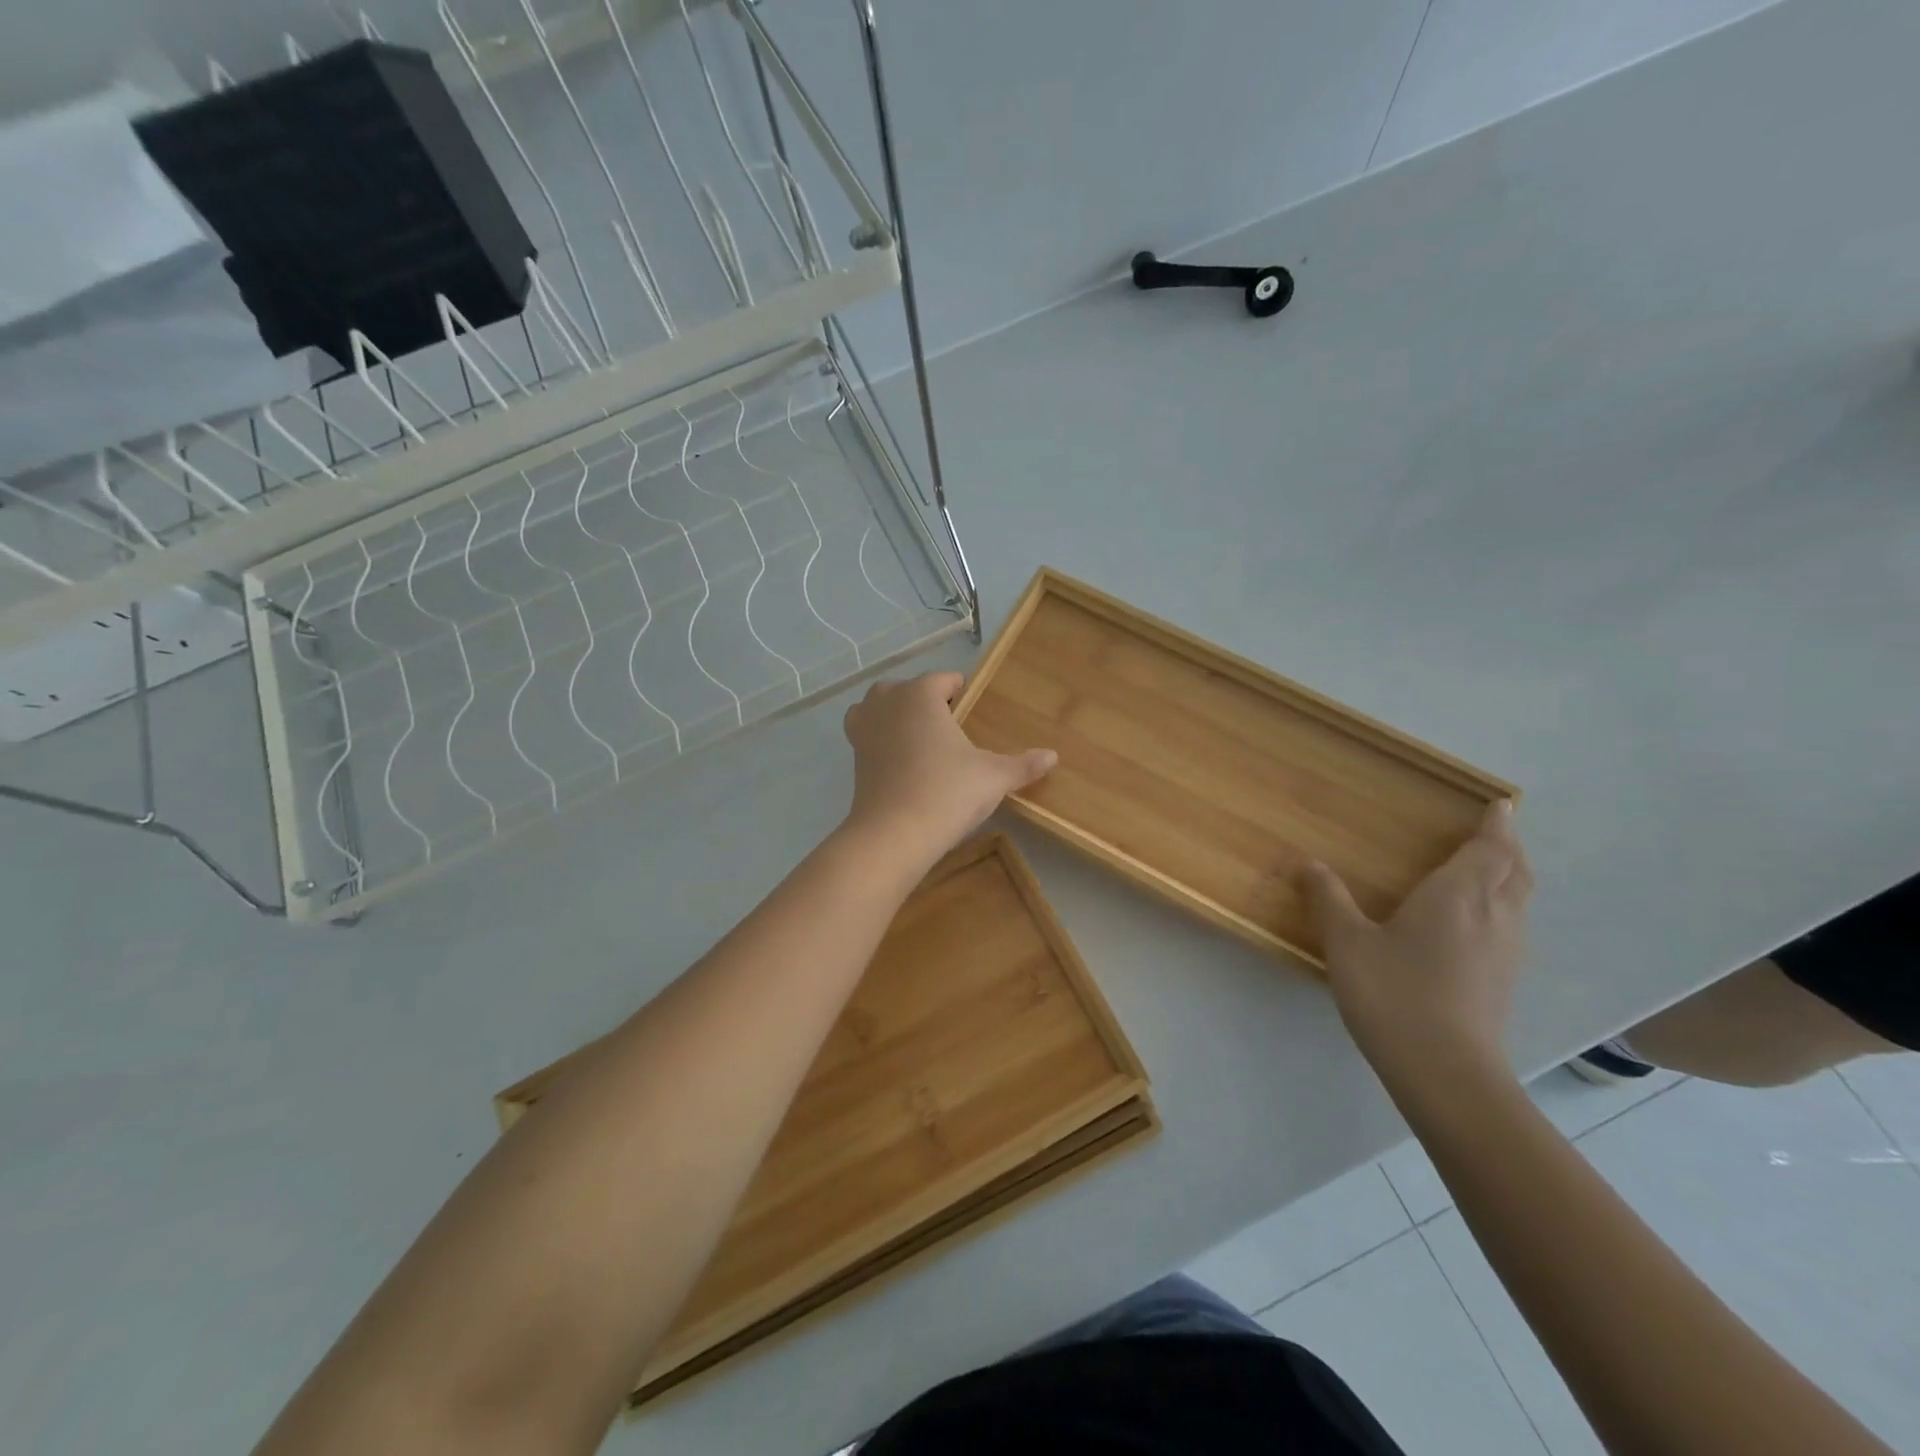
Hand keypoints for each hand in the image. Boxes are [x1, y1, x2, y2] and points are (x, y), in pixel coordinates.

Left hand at [841, 672, 1057, 866]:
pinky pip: (866, 734)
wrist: (894, 834)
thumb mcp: (994, 777)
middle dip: (925, 700)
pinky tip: (900, 761)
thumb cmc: (948, 792)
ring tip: (919, 737)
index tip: (973, 706)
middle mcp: (887, 703)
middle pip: (905, 688)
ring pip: (877, 707)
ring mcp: (864, 729)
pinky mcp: (854, 756)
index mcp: (920, 695)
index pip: (943, 679)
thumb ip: (1023, 764)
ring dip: (894, 714)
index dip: (960, 690)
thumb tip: (1053, 756)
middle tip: (949, 725)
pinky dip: (879, 739)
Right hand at [1301, 800, 1531, 1089]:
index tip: (1500, 804)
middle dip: (1508, 847)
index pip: (1489, 849)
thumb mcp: (1348, 942)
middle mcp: (1492, 916)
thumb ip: (1328, 898)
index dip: (1496, 825)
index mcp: (1458, 896)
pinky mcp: (1504, 980)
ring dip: (1510, 876)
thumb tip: (1306, 862)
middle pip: (1515, 871)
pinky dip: (1504, 905)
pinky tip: (1478, 923)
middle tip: (1494, 831)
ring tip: (1490, 868)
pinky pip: (1512, 925)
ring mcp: (1506, 951)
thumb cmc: (1394, 994)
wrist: (1446, 1072)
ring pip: (1519, 899)